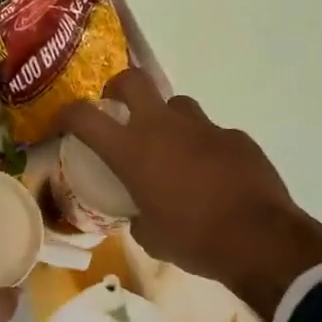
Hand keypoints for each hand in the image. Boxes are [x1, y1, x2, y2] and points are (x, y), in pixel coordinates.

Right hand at [56, 70, 321, 319]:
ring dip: (167, 120)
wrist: (258, 239)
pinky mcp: (236, 137)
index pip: (85, 117)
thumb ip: (137, 217)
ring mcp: (205, 127)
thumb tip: (140, 214)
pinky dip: (204, 148)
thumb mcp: (151, 237)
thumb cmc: (193, 240)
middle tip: (117, 107)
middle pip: (133, 80)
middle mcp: (165, 127)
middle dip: (118, 88)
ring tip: (171, 149)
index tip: (62, 122)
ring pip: (177, 105)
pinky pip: (212, 134)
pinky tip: (213, 176)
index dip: (67, 114)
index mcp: (133, 151)